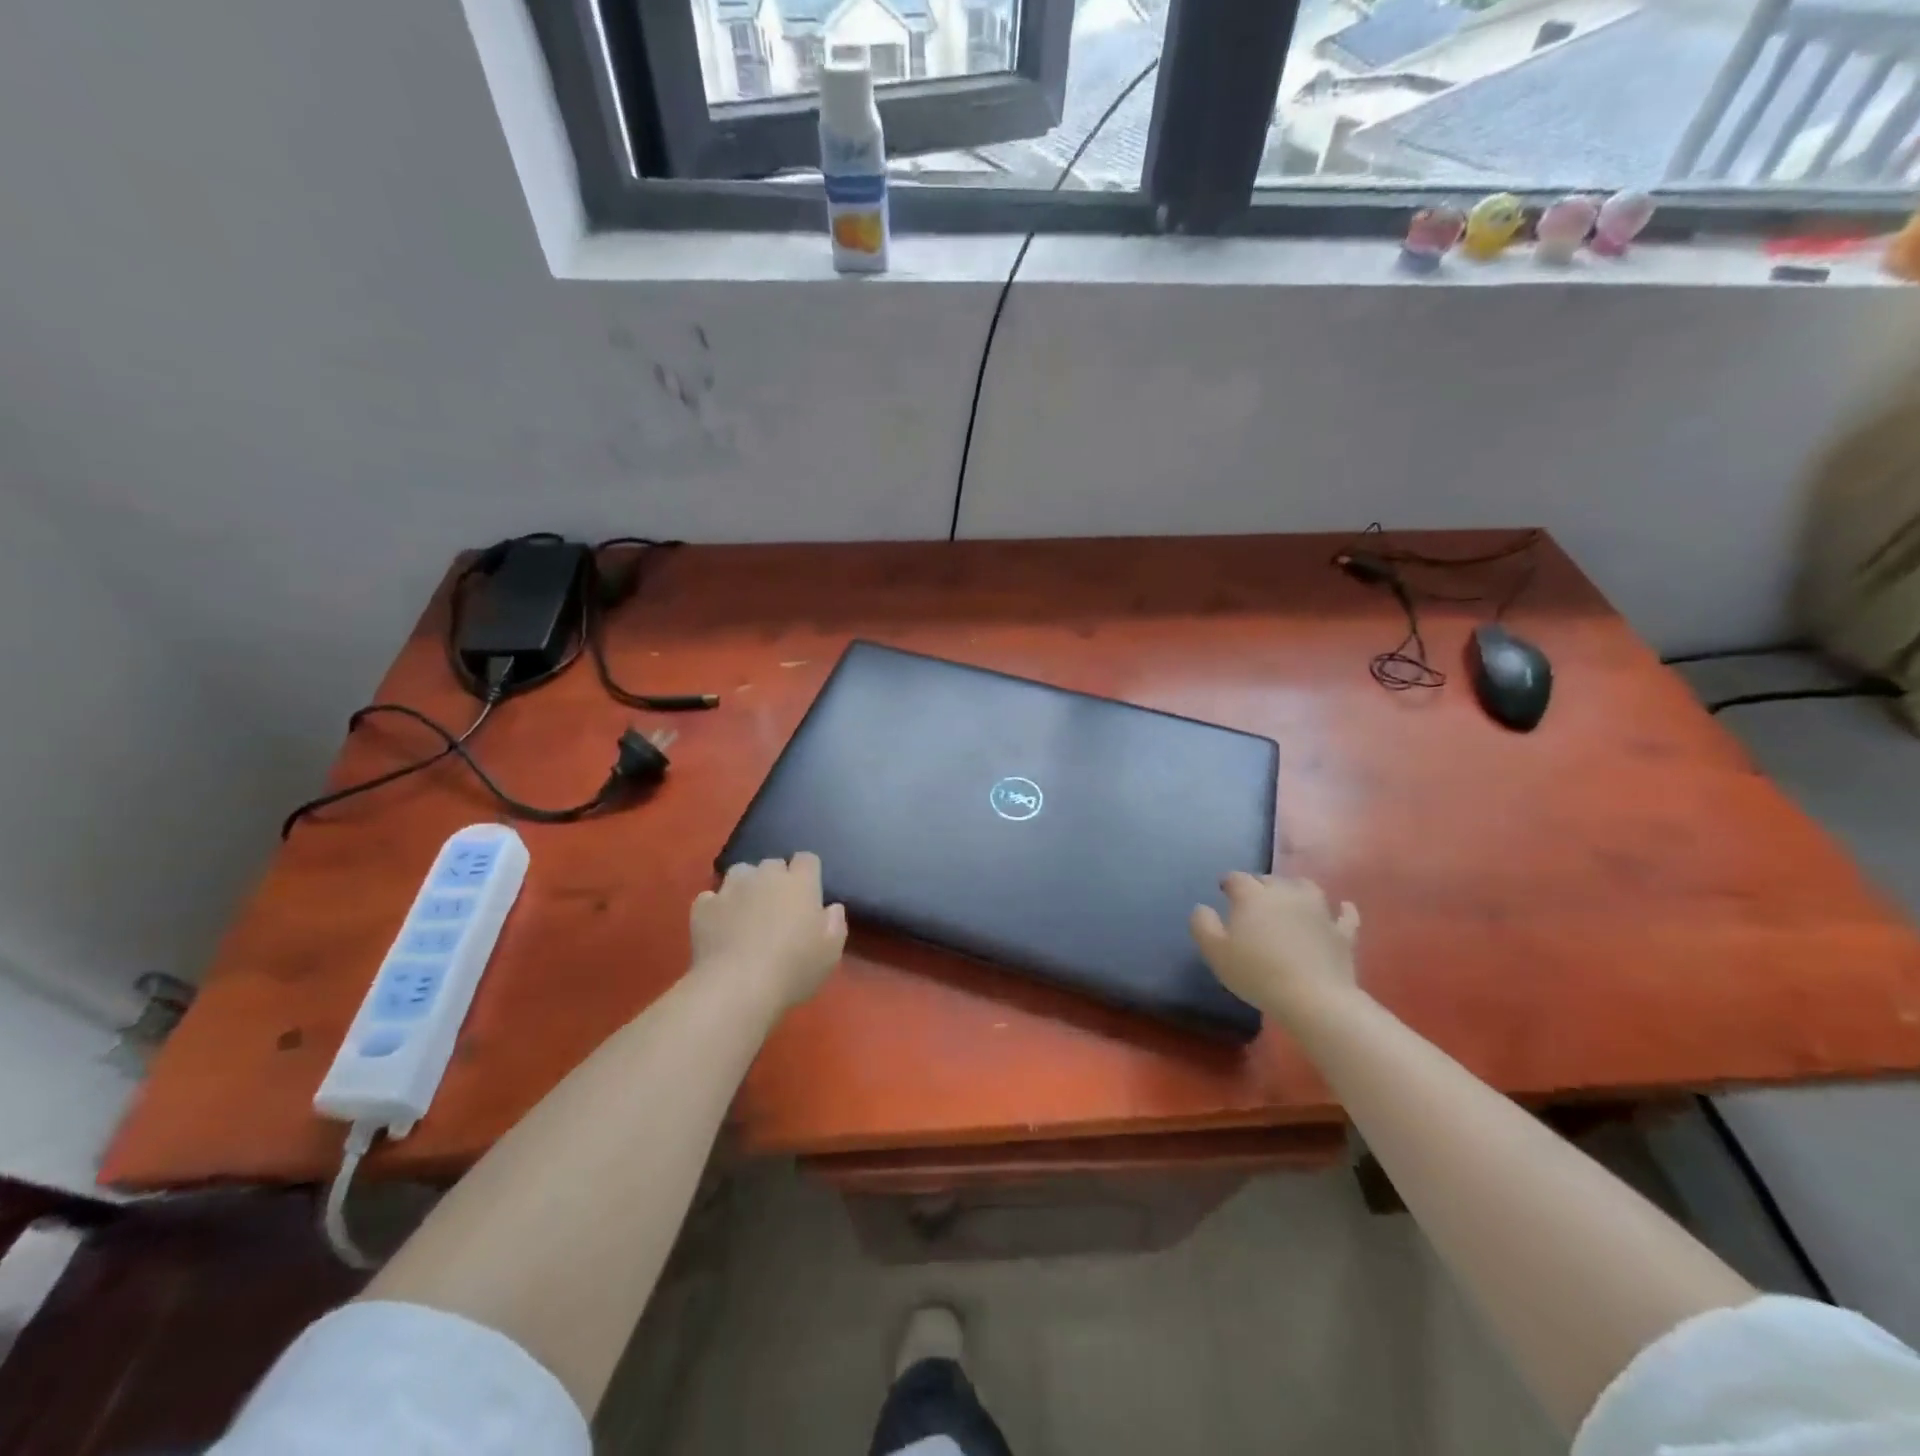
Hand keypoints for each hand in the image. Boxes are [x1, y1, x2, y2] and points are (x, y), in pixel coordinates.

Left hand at [691, 853, 847, 1012]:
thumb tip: (831, 907)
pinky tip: (719, 926)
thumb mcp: (831, 952)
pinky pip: (711, 897)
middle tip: (778, 907)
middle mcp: (766, 876)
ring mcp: (731, 888)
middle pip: (772, 863)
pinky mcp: (704, 906)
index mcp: (800, 883)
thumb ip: (835, 922)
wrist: (738, 987)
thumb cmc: (794, 968)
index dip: (807, 872)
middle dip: (776, 879)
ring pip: (740, 872)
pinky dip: (716, 907)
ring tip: (746, 910)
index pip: (807, 859)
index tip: (808, 893)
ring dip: (745, 886)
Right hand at [1190, 874, 1360, 1019]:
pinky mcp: (1341, 932)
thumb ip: (1202, 924)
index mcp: (1252, 896)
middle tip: (1252, 901)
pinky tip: (1343, 908)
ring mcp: (1318, 910)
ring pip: (1305, 888)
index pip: (1237, 879)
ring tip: (1289, 899)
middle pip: (1269, 880)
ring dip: (1295, 889)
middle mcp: (1285, 893)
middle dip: (1259, 885)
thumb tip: (1202, 907)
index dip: (1229, 882)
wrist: (1312, 998)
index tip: (1224, 890)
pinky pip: (1344, 915)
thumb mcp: (1214, 952)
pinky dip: (1342, 910)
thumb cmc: (1256, 973)